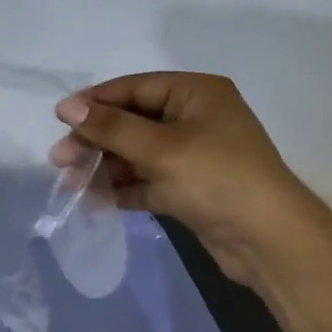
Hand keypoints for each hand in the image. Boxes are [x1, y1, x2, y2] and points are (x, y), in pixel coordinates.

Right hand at [48, 72, 320, 283]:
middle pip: (132, 121)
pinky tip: (93, 200)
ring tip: (70, 183)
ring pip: (136, 154)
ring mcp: (192, 155)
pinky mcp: (189, 188)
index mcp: (196, 93)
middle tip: (60, 159)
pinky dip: (122, 188)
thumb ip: (111, 127)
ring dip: (104, 166)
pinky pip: (147, 180)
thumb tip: (66, 107)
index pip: (135, 88)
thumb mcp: (161, 149)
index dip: (95, 102)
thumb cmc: (218, 179)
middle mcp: (195, 118)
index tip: (59, 118)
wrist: (271, 242)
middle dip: (96, 140)